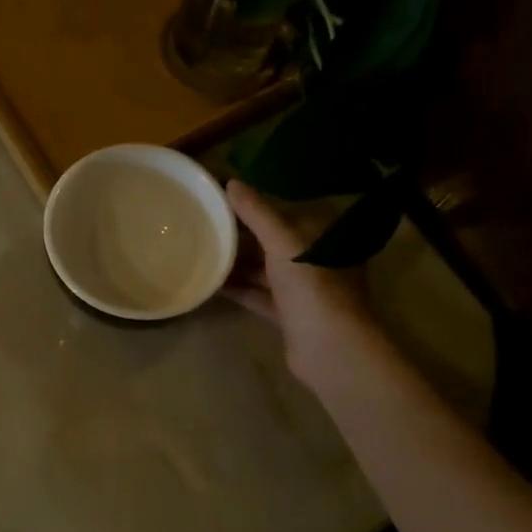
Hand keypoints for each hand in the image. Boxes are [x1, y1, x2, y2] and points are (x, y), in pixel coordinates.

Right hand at [224, 180, 381, 389]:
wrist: (329, 348)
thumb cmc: (312, 285)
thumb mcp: (283, 241)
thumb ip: (257, 212)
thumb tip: (231, 183)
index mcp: (322, 237)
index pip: (286, 212)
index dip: (256, 204)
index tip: (224, 198)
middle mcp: (315, 260)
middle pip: (273, 241)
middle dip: (242, 235)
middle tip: (205, 224)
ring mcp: (303, 289)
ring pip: (264, 269)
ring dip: (237, 262)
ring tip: (202, 250)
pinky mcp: (289, 314)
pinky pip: (259, 295)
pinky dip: (238, 289)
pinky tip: (212, 283)